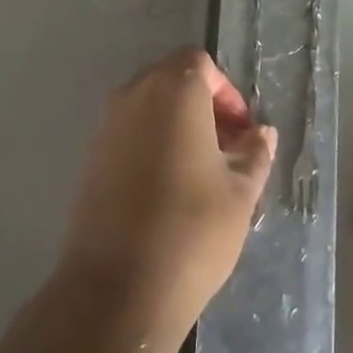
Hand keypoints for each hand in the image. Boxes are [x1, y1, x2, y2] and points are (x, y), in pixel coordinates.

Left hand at [60, 50, 276, 340]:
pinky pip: (128, 133)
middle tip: (226, 149)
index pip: (200, 64)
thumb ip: (254, 153)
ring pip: (148, 107)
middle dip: (203, 106)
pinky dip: (152, 143)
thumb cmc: (191, 229)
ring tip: (202, 172)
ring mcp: (106, 125)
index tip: (242, 132)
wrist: (117, 288)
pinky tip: (168, 188)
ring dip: (177, 125)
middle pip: (172, 80)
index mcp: (173, 90)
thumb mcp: (241, 192)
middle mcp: (133, 95)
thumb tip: (261, 133)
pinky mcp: (90, 157)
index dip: (226, 92)